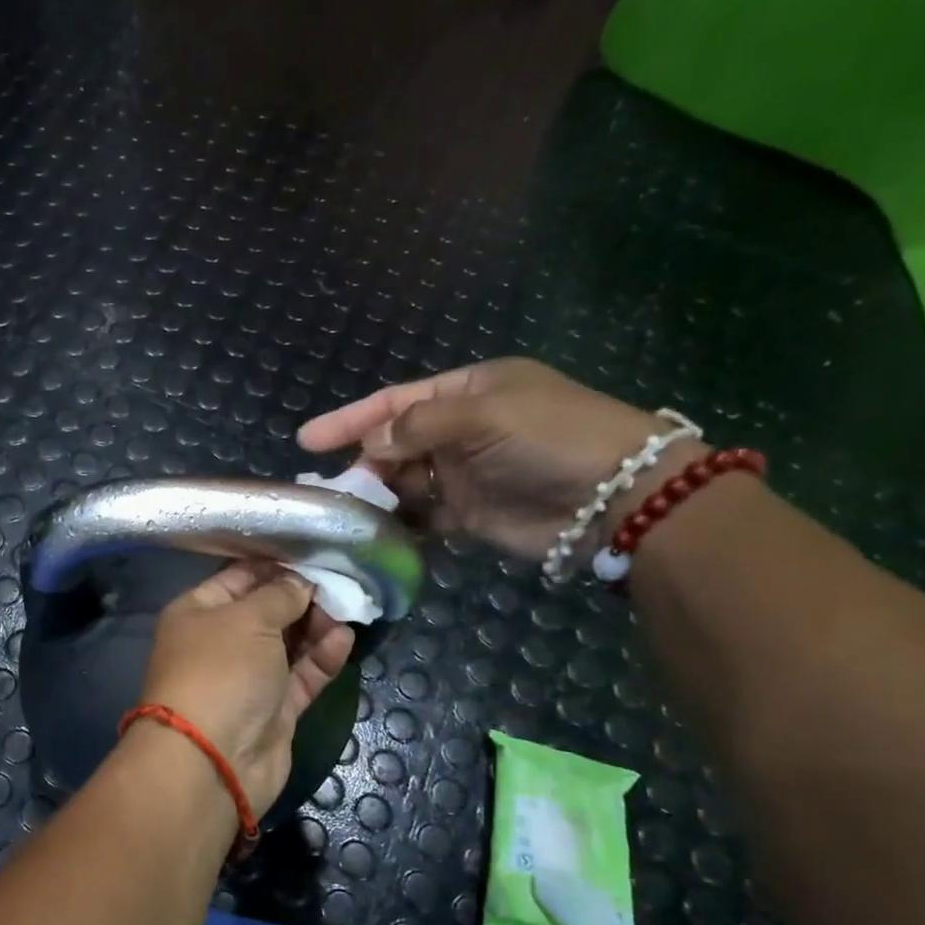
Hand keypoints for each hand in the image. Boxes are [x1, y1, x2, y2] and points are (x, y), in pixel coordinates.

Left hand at [134, 562, 354, 811]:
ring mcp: (247, 677)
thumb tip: (300, 582)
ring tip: (347, 609)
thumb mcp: (248, 620)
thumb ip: (279, 596)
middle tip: (340, 583)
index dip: (273, 565)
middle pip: (266, 610)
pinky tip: (344, 639)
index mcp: (197, 612)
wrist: (213, 760)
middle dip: (301, 596)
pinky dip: (322, 658)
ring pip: (288, 643)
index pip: (237, 578)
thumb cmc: (220, 671)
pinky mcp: (273, 709)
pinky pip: (301, 675)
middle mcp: (219, 641)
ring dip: (316, 626)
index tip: (313, 553)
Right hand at [297, 357, 701, 558]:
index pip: (395, 401)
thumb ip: (419, 426)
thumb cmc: (553, 438)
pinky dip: (399, 524)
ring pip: (402, 482)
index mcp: (468, 392)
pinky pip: (421, 517)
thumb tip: (370, 447)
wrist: (618, 500)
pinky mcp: (468, 514)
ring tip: (349, 511)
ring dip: (377, 495)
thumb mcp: (486, 415)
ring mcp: (463, 474)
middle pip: (393, 443)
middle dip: (363, 462)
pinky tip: (377, 532)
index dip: (350, 419)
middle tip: (333, 486)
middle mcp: (461, 430)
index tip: (306, 439)